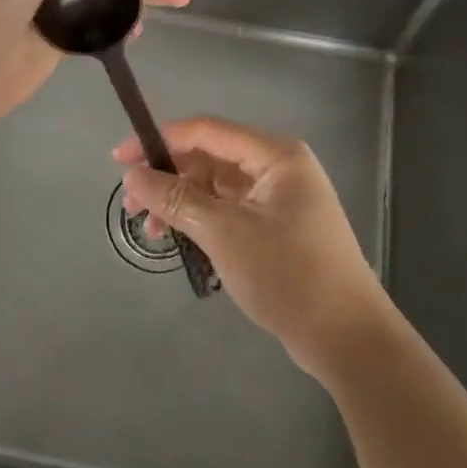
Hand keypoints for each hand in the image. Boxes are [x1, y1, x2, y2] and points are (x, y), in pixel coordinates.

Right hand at [116, 118, 389, 376]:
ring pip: (217, 187)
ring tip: (153, 233)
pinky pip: (230, 210)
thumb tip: (132, 175)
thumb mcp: (225, 233)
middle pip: (211, 158)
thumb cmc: (288, 274)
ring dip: (182, 203)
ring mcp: (279, 198)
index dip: (160, 140)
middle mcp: (279, 167)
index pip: (207, 130)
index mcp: (275, 154)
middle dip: (169, 178)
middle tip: (131, 206)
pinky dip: (203, 220)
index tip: (119, 158)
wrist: (347, 337)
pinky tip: (180, 240)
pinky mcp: (277, 227)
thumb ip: (176, 199)